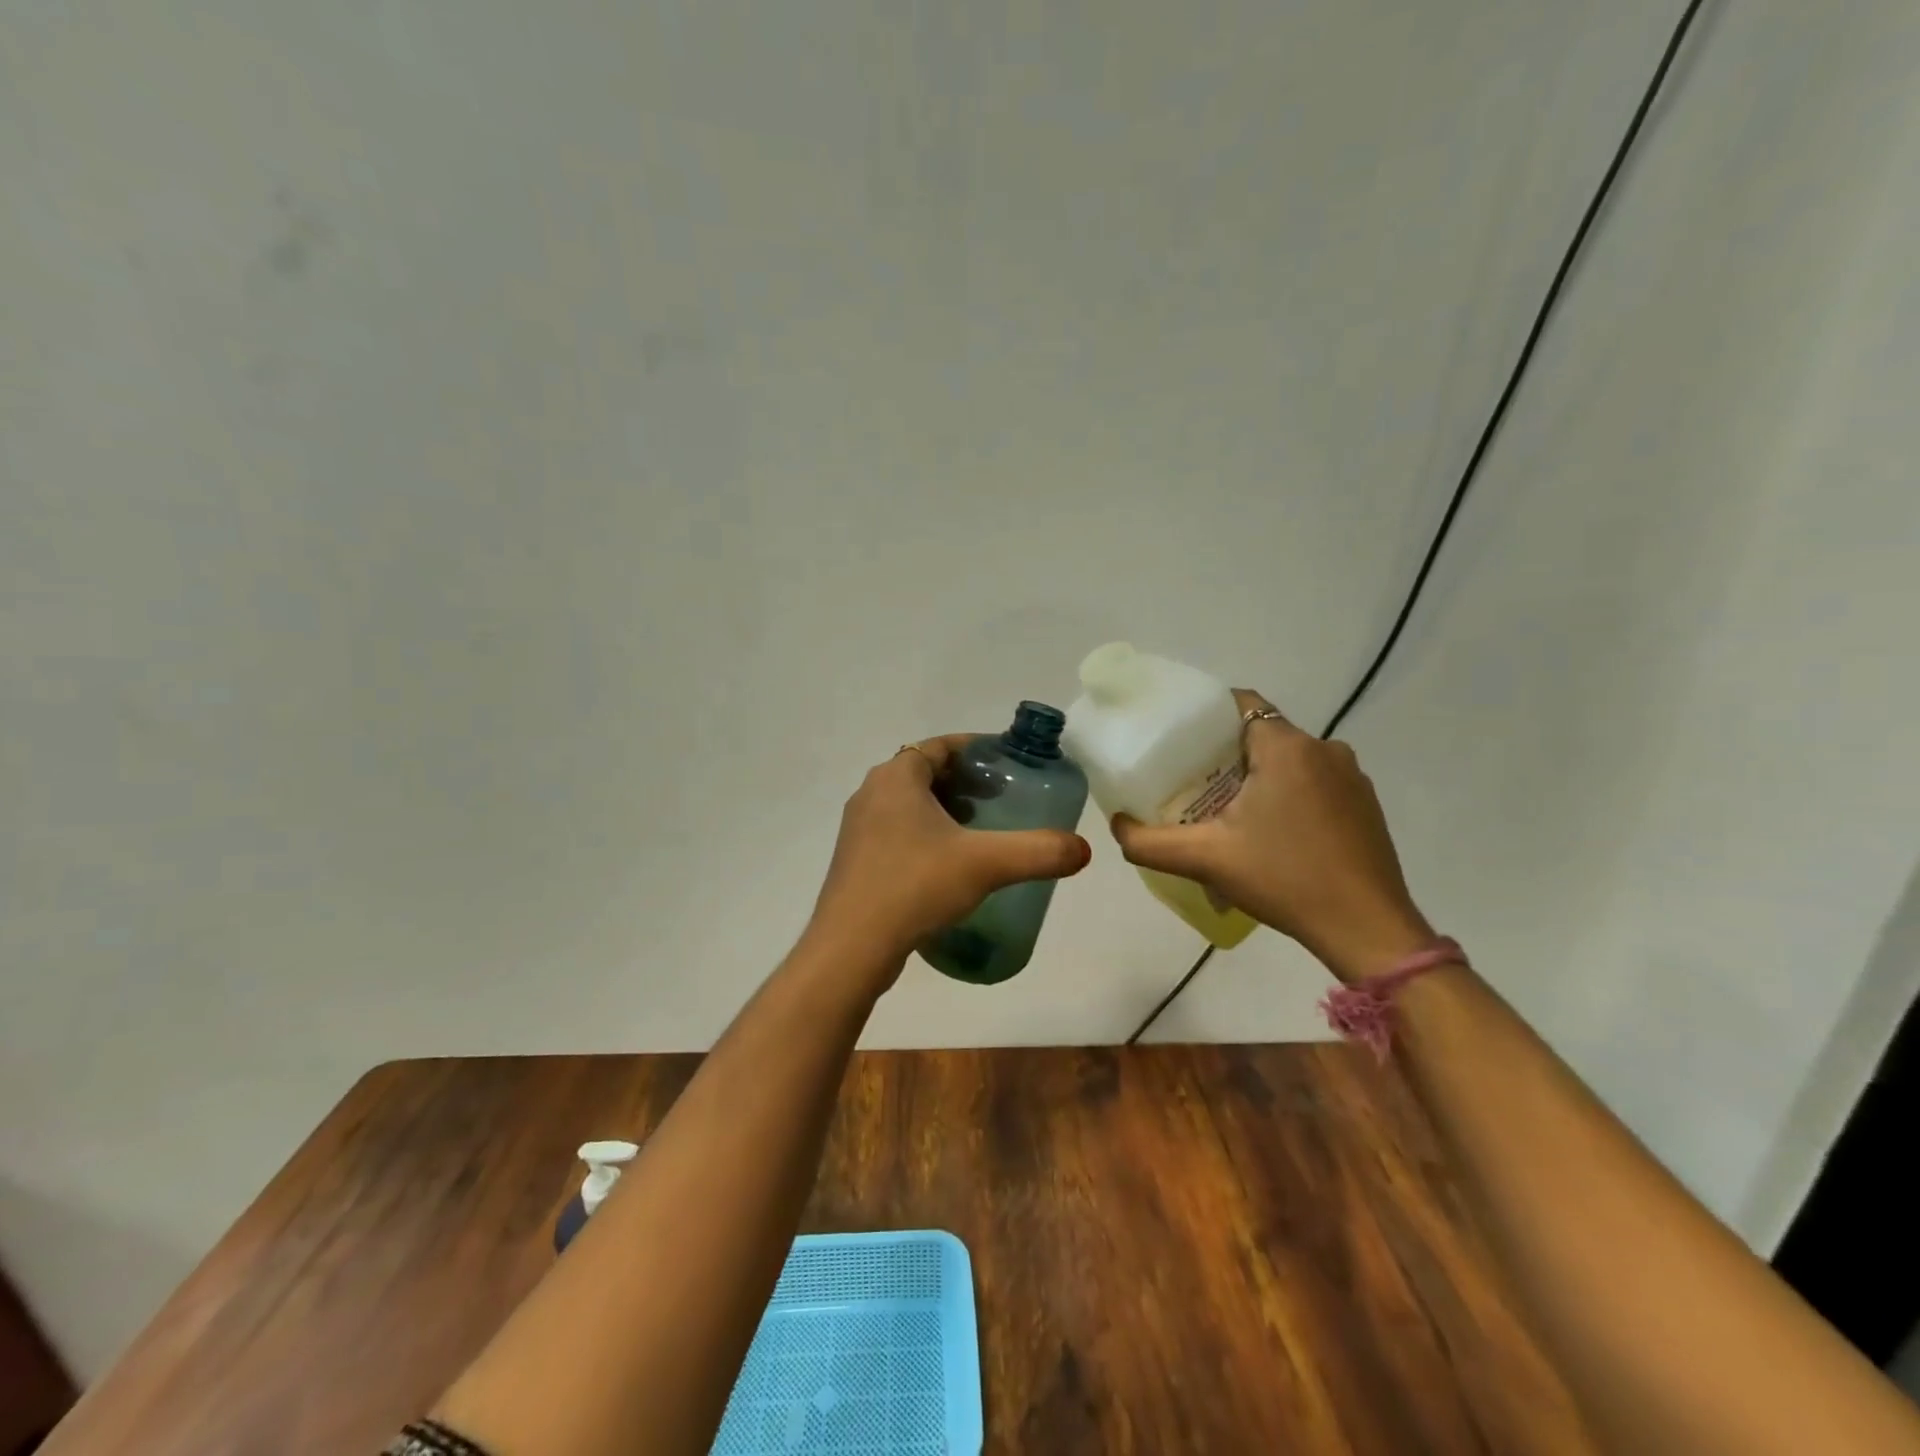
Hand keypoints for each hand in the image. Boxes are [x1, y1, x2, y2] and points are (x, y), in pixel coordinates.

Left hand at [810, 735, 1092, 970]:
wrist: (852, 946)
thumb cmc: (915, 886)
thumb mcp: (985, 864)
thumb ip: (1038, 852)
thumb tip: (1084, 850)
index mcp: (896, 777)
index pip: (939, 746)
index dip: (975, 749)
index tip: (1006, 762)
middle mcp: (872, 793)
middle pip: (924, 772)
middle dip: (963, 780)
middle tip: (1000, 797)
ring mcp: (858, 828)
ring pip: (909, 803)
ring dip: (943, 808)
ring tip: (980, 830)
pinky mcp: (855, 859)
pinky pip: (896, 830)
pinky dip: (925, 833)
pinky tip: (948, 864)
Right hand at [1109, 690, 1431, 982]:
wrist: (1367, 929)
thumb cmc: (1284, 879)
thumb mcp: (1205, 859)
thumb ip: (1148, 842)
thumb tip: (1116, 825)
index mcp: (1286, 747)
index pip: (1239, 704)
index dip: (1204, 718)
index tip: (1178, 744)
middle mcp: (1324, 749)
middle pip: (1261, 734)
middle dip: (1225, 754)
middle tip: (1192, 784)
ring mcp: (1352, 777)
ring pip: (1289, 760)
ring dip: (1259, 776)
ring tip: (1229, 812)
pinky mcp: (1365, 805)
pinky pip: (1315, 783)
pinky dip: (1288, 795)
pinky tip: (1273, 834)